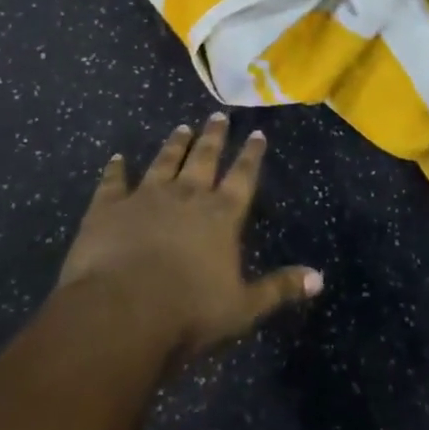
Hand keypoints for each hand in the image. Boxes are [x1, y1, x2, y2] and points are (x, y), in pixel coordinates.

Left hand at [56, 113, 321, 366]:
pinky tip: (117, 158)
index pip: (242, 177)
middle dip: (214, 137)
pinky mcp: (108, 208)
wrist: (122, 313)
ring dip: (174, 144)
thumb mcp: (243, 308)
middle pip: (204, 158)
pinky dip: (115, 169)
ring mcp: (145, 197)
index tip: (257, 132)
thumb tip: (320, 278)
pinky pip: (114, 181)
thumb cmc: (188, 313)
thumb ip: (279, 289)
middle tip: (218, 116)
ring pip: (164, 161)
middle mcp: (187, 196)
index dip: (251, 155)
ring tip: (182, 127)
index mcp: (221, 215)